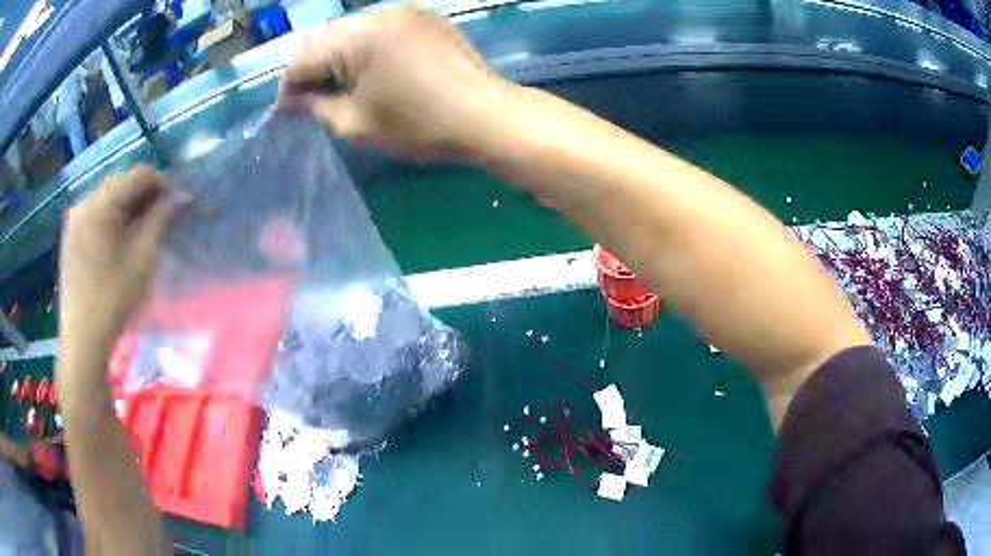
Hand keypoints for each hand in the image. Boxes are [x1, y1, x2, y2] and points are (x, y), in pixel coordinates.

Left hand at [58, 166, 181, 382]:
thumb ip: (160, 220)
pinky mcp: (71, 234)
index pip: (139, 174)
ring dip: (129, 205)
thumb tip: (182, 195)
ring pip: (109, 196)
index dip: (163, 183)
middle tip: (163, 216)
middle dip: (146, 194)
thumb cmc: (113, 301)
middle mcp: (85, 202)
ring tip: (143, 228)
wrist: (83, 341)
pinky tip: (121, 238)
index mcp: (100, 204)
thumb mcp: (142, 260)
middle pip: (122, 182)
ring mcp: (75, 218)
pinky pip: (97, 212)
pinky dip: (113, 217)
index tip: (179, 202)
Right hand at [277, 6, 513, 159]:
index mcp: (356, 37)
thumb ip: (315, 106)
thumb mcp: (355, 123)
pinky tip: (371, 69)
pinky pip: (380, 27)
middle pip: (325, 38)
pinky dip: (366, 46)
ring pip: (351, 30)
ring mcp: (405, 11)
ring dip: (337, 56)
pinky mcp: (425, 16)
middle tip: (311, 100)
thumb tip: (290, 102)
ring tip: (340, 86)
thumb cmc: (419, 125)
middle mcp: (378, 13)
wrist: (487, 115)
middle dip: (311, 69)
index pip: (302, 57)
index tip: (285, 112)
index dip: (288, 87)